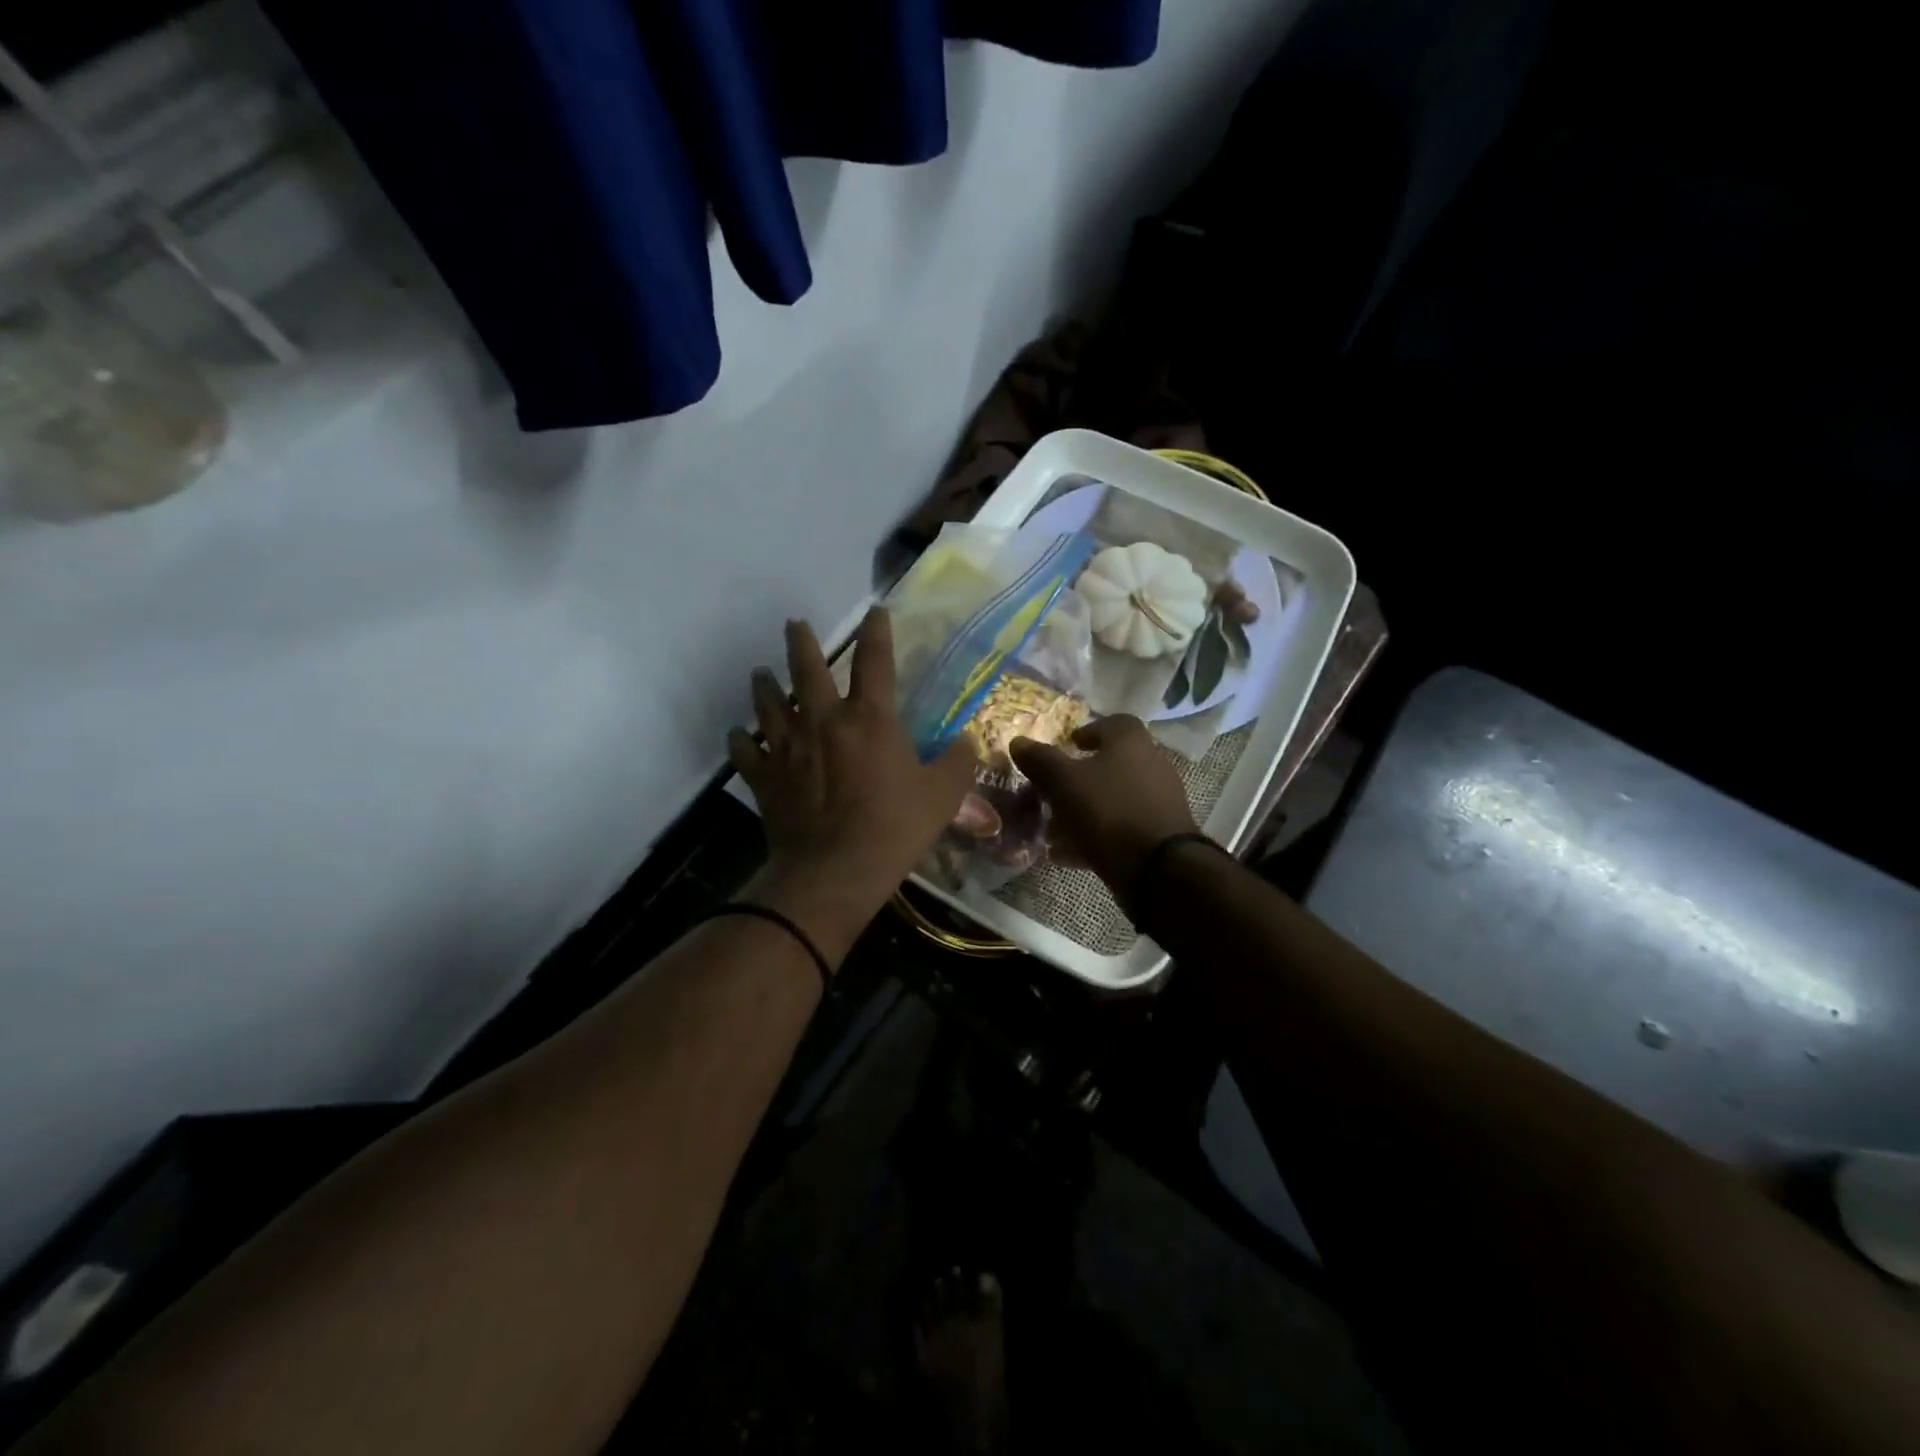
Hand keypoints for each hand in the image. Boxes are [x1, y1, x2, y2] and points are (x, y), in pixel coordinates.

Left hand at [728, 609, 976, 963]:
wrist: (835, 871)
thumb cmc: (894, 827)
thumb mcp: (943, 794)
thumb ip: (958, 761)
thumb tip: (967, 740)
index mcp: (869, 718)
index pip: (875, 660)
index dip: (877, 631)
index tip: (875, 611)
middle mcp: (822, 720)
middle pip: (806, 668)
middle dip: (800, 641)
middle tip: (794, 624)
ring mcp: (787, 747)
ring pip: (767, 703)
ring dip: (763, 685)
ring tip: (761, 673)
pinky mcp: (764, 776)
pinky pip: (745, 751)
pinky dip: (741, 740)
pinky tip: (740, 735)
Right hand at [1010, 715, 1196, 893]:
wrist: (1158, 868)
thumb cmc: (1109, 811)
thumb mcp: (1063, 782)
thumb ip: (1041, 760)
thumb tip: (1018, 741)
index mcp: (1131, 742)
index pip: (1114, 723)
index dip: (1089, 731)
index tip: (1068, 746)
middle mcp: (1151, 765)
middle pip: (1112, 763)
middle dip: (1081, 776)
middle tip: (1053, 790)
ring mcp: (1159, 801)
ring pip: (1114, 797)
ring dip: (1086, 808)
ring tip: (1055, 827)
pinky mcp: (1159, 834)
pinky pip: (1121, 827)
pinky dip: (1097, 834)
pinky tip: (1070, 854)